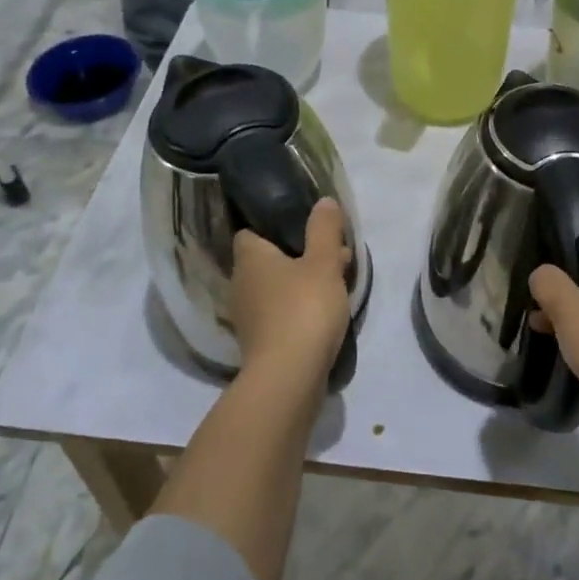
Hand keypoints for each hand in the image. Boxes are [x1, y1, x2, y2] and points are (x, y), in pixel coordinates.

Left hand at [229, 199, 351, 381]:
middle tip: (331, 253)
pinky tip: (325, 312)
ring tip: (336, 282)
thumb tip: (323, 201)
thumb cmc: (303, 309)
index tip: (303, 226)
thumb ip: (324, 230)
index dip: (274, 226)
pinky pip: (280, 313)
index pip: (250, 232)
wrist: (288, 378)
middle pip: (268, 260)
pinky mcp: (260, 343)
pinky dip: (299, 308)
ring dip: (301, 282)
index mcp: (250, 258)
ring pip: (276, 287)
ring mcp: (248, 317)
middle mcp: (241, 284)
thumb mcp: (323, 262)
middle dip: (298, 254)